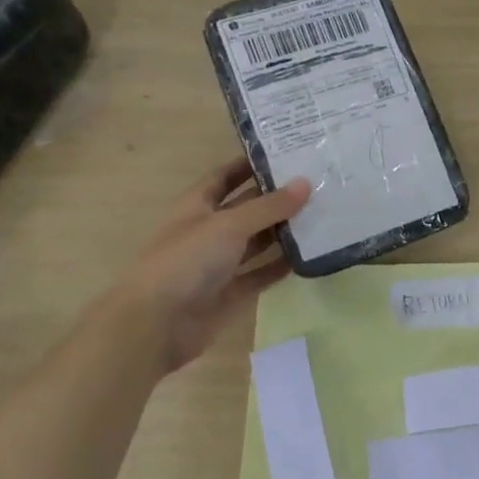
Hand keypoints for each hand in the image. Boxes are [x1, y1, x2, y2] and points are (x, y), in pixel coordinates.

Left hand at [108, 156, 311, 374]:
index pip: (225, 176)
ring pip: (256, 242)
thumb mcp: (229, 225)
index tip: (285, 153)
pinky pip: (260, 274)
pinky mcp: (230, 294)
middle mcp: (208, 231)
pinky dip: (280, 266)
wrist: (156, 325)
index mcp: (197, 206)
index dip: (249, 164)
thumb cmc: (187, 261)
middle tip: (316, 183)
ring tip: (321, 215)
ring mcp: (218, 264)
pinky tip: (309, 256)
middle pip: (246, 208)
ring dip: (282, 231)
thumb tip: (306, 183)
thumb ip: (269, 206)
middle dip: (275, 197)